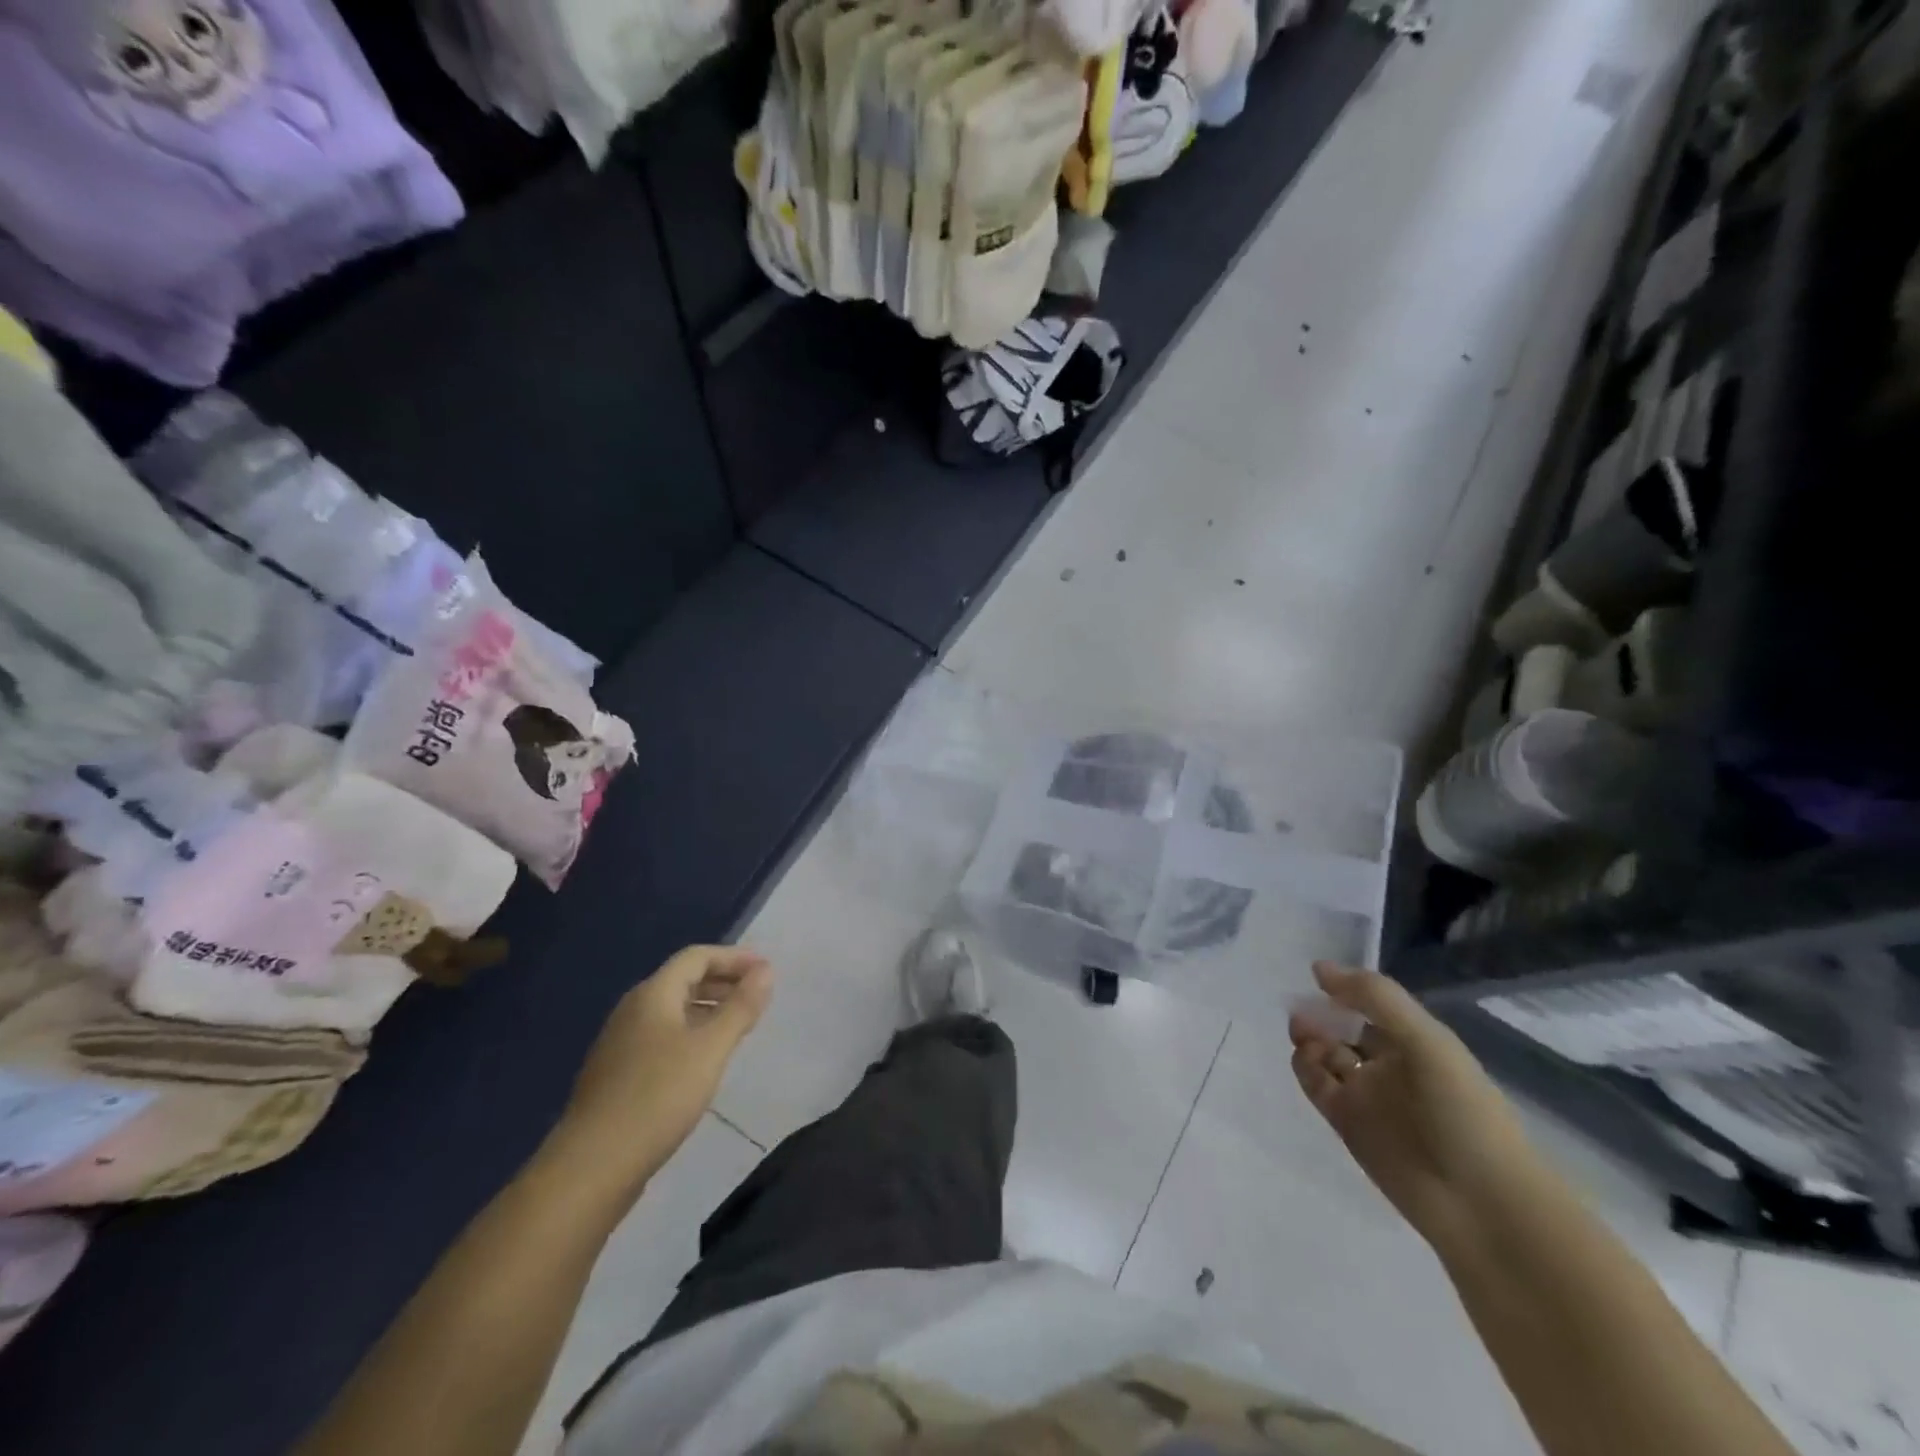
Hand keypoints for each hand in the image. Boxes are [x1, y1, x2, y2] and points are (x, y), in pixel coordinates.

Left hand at [550, 946, 771, 1193]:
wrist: (591, 1166)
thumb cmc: (658, 1097)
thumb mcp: (711, 1049)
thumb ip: (741, 1007)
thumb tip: (766, 970)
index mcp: (653, 995)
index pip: (696, 957)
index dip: (734, 957)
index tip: (766, 970)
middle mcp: (633, 1010)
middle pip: (683, 980)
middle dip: (723, 981)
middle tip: (757, 996)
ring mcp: (620, 1043)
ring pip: (672, 1010)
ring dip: (708, 1008)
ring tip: (738, 1026)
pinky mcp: (617, 1074)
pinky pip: (661, 1036)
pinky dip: (690, 1033)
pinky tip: (704, 1061)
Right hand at [1290, 962, 1548, 1251]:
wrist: (1482, 1206)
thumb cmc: (1463, 1113)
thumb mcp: (1427, 1042)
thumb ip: (1375, 998)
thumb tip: (1318, 968)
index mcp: (1416, 1042)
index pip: (1371, 1004)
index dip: (1345, 988)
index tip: (1317, 977)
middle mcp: (1390, 1065)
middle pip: (1343, 1028)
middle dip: (1320, 1014)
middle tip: (1303, 1010)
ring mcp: (1367, 1096)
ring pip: (1325, 1055)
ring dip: (1309, 1039)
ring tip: (1303, 1035)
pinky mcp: (1346, 1124)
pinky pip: (1316, 1086)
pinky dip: (1305, 1068)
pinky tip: (1305, 1060)